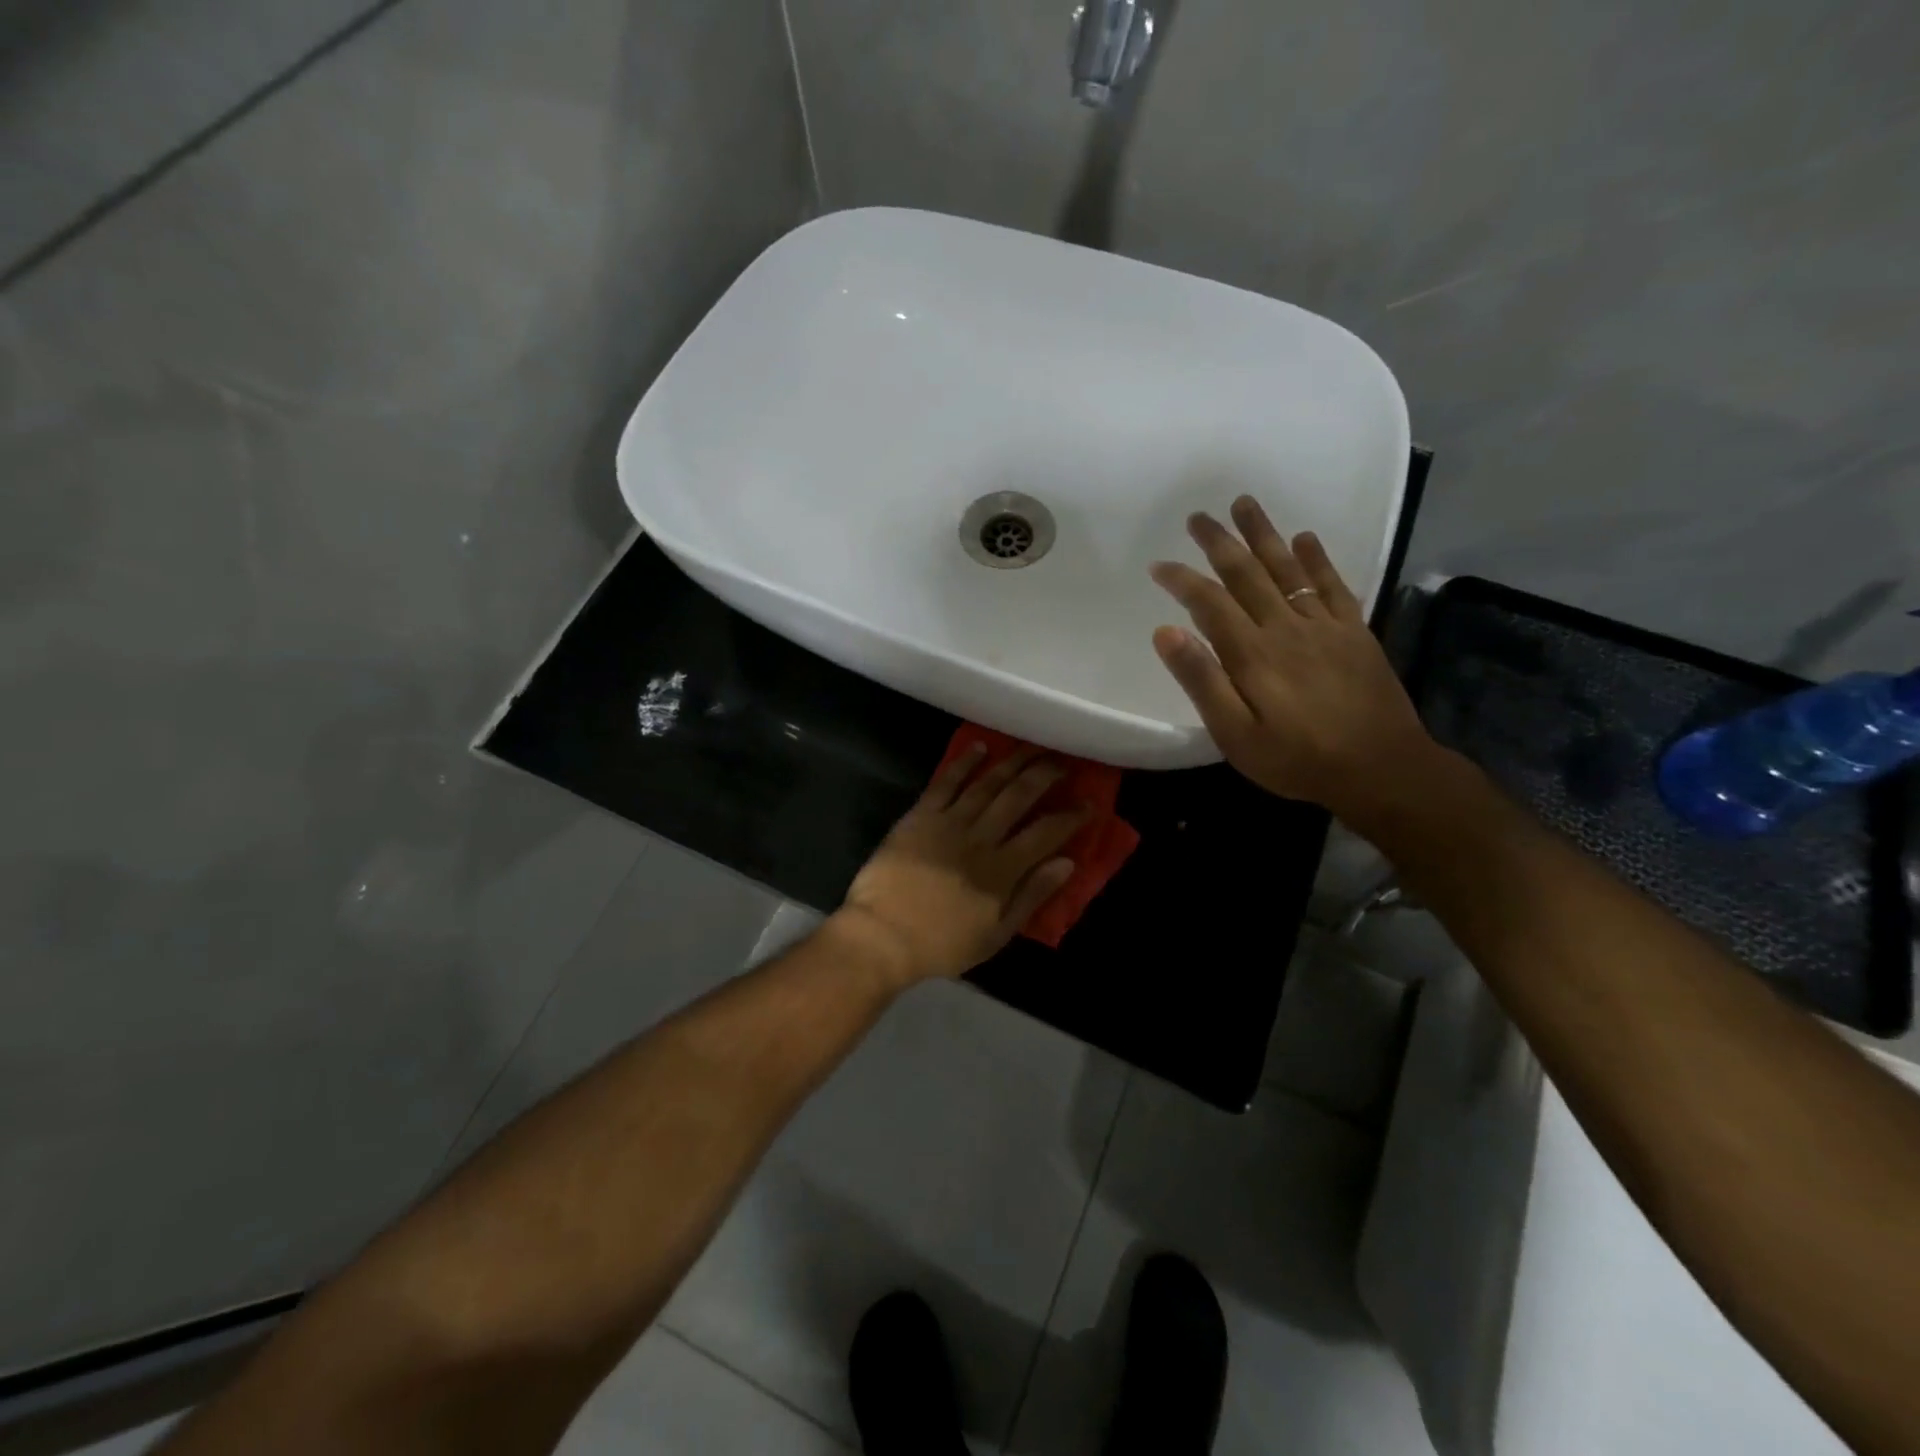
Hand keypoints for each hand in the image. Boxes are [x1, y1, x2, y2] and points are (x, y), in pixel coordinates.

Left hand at [834, 745, 1085, 987]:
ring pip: (987, 784)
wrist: (882, 935)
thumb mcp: (996, 935)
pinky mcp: (920, 816)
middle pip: (1018, 797)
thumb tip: (1067, 863)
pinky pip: (945, 783)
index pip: (1045, 834)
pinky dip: (964, 763)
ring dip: (1011, 762)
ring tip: (1031, 747)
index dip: (1070, 817)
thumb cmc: (941, 943)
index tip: (1089, 803)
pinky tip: (980, 747)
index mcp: (1002, 870)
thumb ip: (1032, 896)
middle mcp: (980, 838)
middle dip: (1044, 776)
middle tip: (1063, 761)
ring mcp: (948, 823)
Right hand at [1149, 496, 1438, 825]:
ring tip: (1245, 504)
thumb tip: (1166, 632)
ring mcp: (1324, 626)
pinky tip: (1305, 538)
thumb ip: (1202, 682)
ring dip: (1264, 535)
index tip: (1159, 564)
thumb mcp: (1236, 735)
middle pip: (1247, 574)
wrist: (1382, 769)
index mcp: (1252, 654)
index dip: (1182, 580)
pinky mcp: (1355, 632)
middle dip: (1220, 542)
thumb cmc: (1298, 759)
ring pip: (1287, 568)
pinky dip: (1317, 559)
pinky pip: (1334, 585)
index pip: (1208, 603)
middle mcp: (1285, 627)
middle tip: (1198, 516)